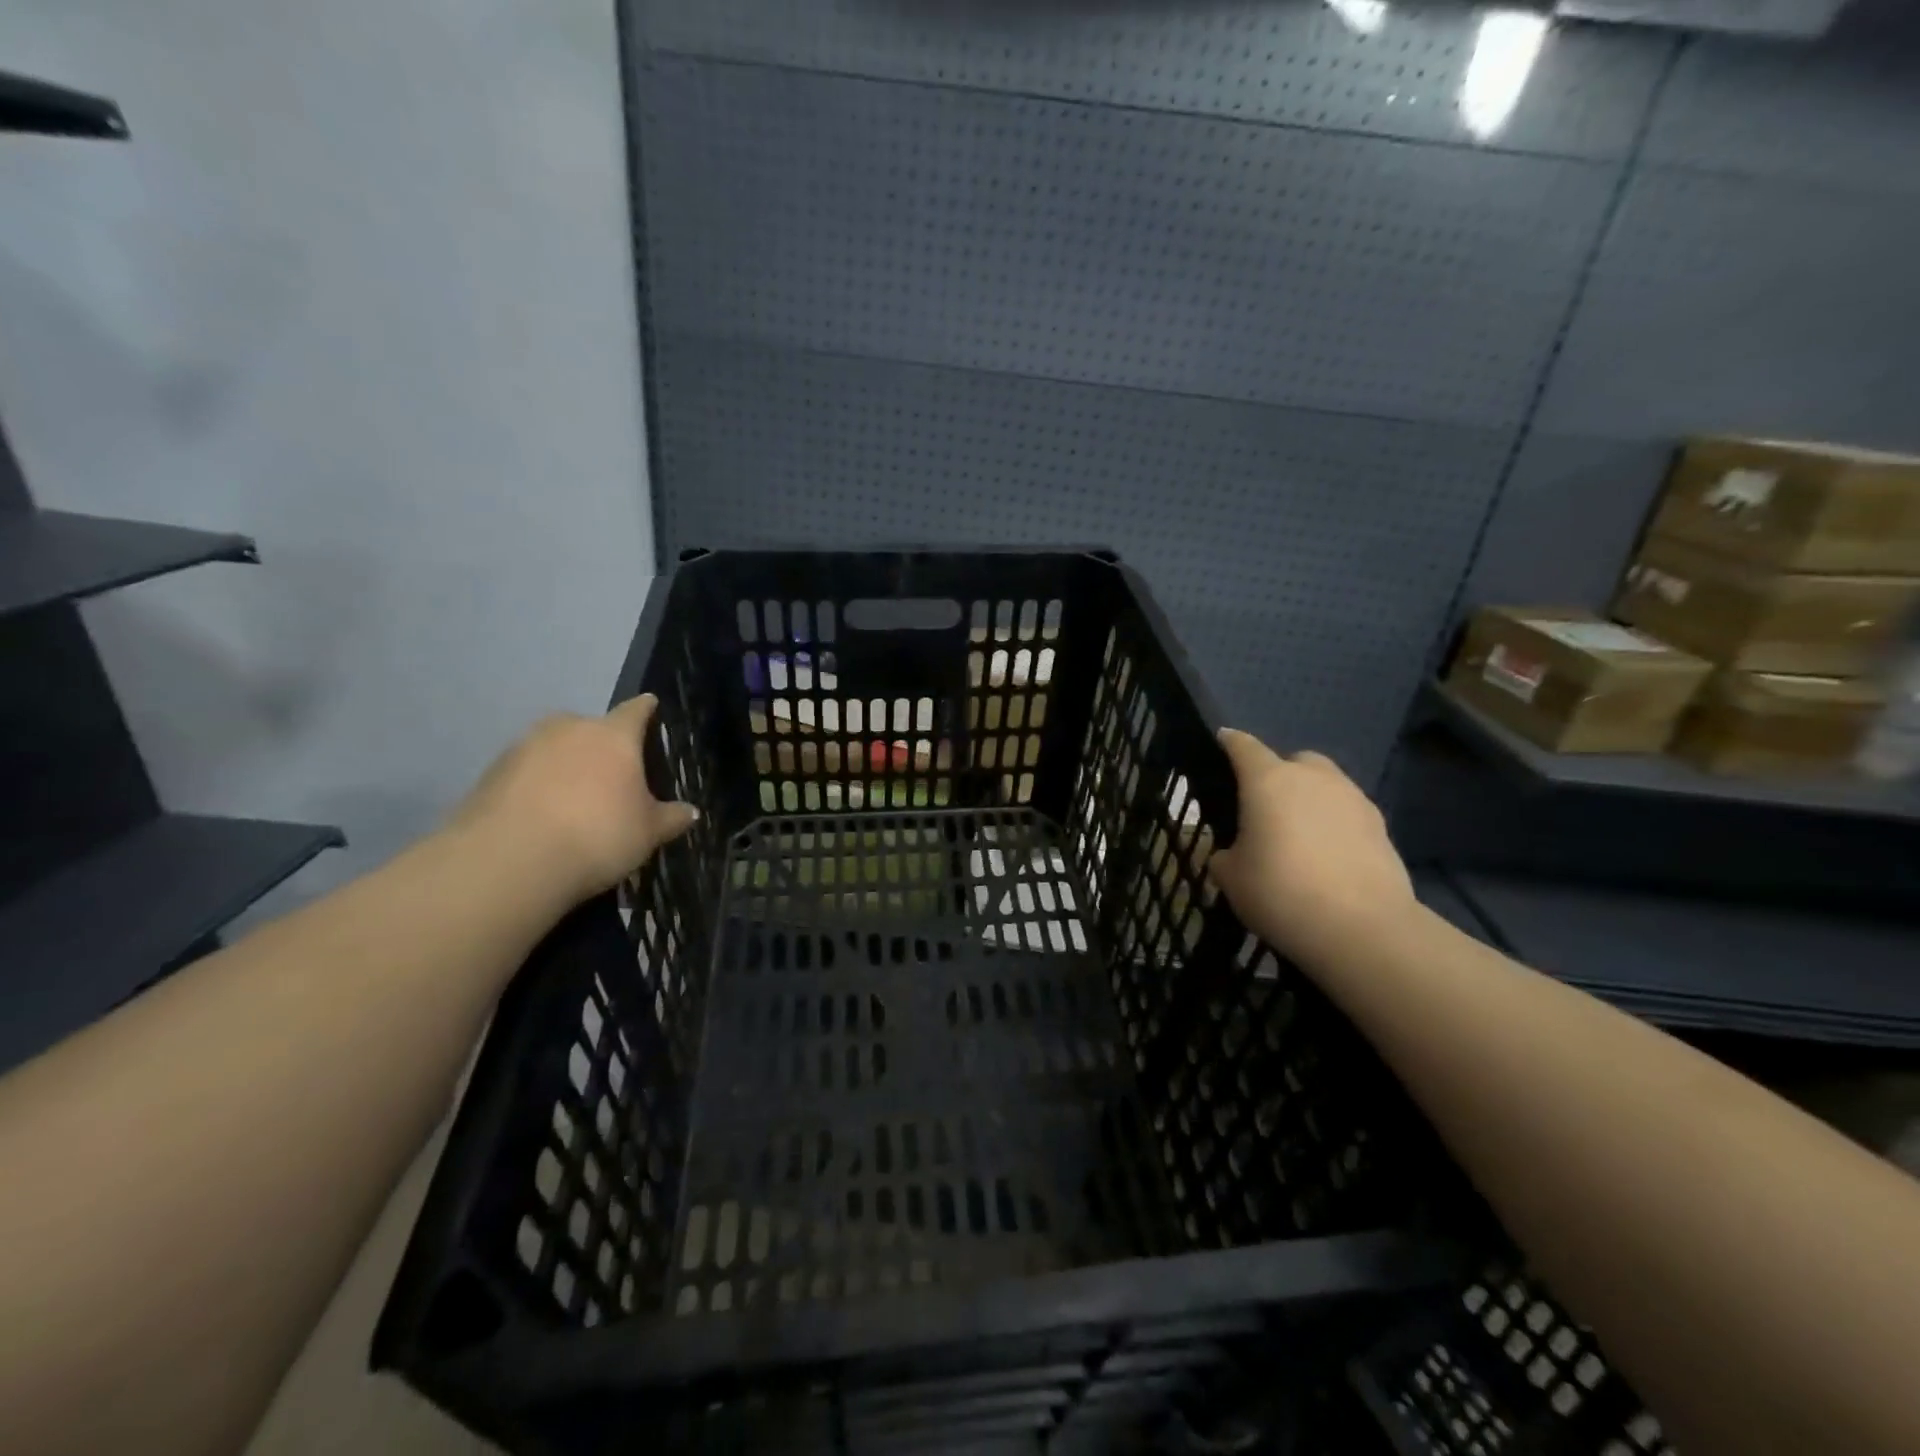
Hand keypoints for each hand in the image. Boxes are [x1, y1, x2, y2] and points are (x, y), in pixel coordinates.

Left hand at [450, 695, 698, 908]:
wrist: (510, 861)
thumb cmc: (598, 835)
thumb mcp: (648, 833)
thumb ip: (670, 817)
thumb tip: (690, 811)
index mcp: (614, 735)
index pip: (636, 710)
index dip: (646, 710)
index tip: (652, 709)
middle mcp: (569, 729)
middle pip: (590, 726)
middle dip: (601, 744)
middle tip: (611, 774)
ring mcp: (524, 747)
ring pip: (554, 747)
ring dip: (565, 764)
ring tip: (573, 799)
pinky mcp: (491, 772)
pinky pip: (526, 772)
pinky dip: (536, 785)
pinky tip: (542, 815)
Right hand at [1207, 729, 1415, 968]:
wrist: (1362, 929)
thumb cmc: (1280, 892)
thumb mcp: (1231, 878)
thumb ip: (1226, 856)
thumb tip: (1233, 854)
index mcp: (1267, 781)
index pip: (1243, 746)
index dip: (1229, 742)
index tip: (1221, 741)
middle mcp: (1312, 778)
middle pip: (1293, 761)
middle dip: (1279, 775)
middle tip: (1265, 808)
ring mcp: (1352, 798)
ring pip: (1325, 785)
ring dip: (1310, 800)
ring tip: (1299, 837)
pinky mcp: (1381, 826)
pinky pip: (1347, 813)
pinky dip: (1335, 825)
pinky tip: (1328, 857)